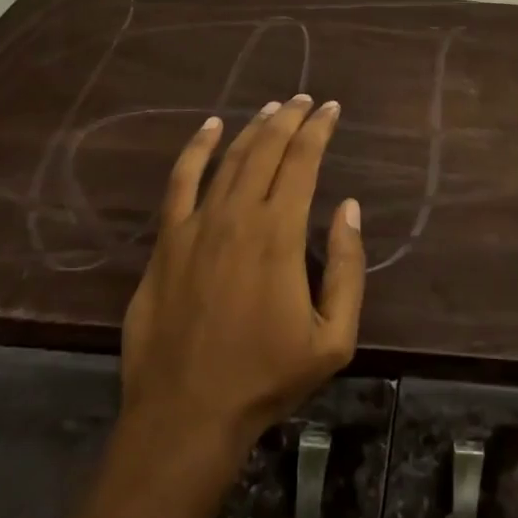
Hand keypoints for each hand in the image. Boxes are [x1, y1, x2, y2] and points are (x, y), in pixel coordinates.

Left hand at [120, 96, 365, 459]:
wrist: (185, 417)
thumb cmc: (265, 378)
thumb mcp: (333, 338)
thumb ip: (348, 268)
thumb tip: (350, 208)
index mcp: (280, 233)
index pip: (303, 160)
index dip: (319, 129)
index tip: (331, 109)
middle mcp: (238, 215)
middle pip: (267, 148)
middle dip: (290, 118)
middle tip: (306, 100)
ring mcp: (197, 225)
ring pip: (230, 157)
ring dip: (254, 127)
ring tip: (273, 108)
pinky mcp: (167, 241)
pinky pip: (181, 181)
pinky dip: (196, 148)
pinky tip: (210, 128)